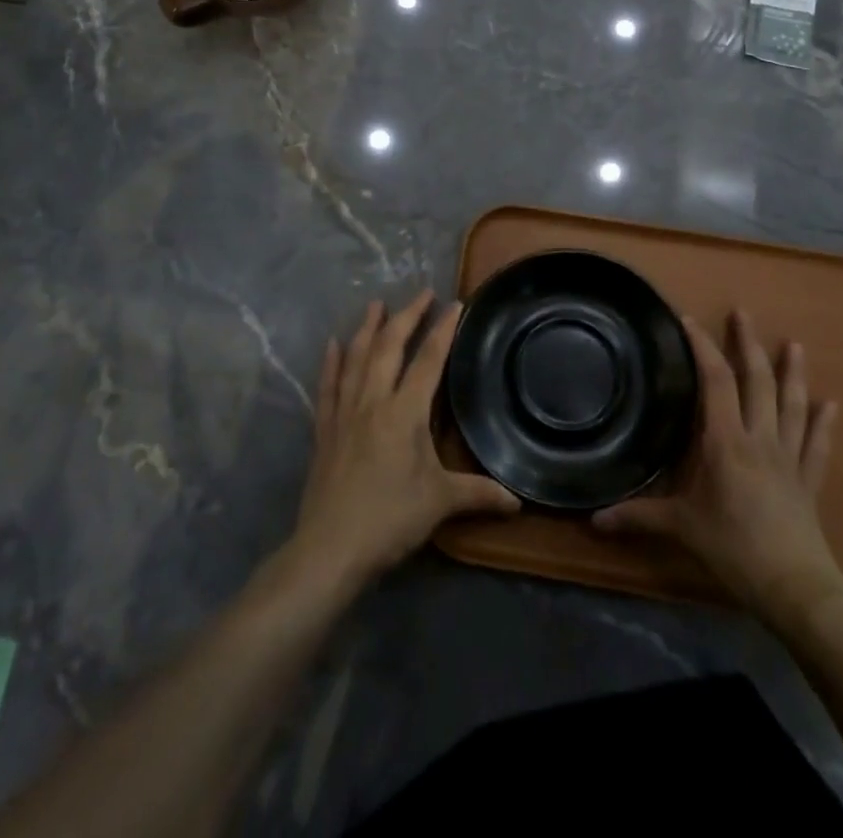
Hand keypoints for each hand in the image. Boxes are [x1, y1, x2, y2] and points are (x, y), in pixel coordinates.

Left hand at [289, 292, 519, 593]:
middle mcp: (373, 401)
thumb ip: (479, 494)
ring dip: (367, 328)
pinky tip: (333, 344)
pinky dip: (331, 362)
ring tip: (375, 304)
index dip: (443, 330)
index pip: (428, 360)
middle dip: (406, 317)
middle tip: (421, 293)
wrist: (330, 548)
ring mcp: (344, 413)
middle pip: (389, 348)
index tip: (454, 304)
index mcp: (404, 412)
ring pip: (356, 359)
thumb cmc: (389, 520)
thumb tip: (518, 501)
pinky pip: (328, 386)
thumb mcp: (440, 503)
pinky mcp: (324, 430)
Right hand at [593, 311, 842, 620]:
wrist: (797, 588)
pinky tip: (832, 404)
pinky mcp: (809, 480)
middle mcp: (760, 438)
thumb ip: (638, 517)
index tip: (689, 321)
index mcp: (726, 441)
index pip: (716, 381)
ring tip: (794, 344)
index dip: (703, 347)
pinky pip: (818, 444)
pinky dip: (824, 423)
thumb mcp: (681, 528)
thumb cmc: (735, 549)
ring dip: (793, 372)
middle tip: (743, 313)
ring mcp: (790, 457)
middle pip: (757, 381)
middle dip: (749, 344)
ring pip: (792, 405)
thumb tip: (593, 519)